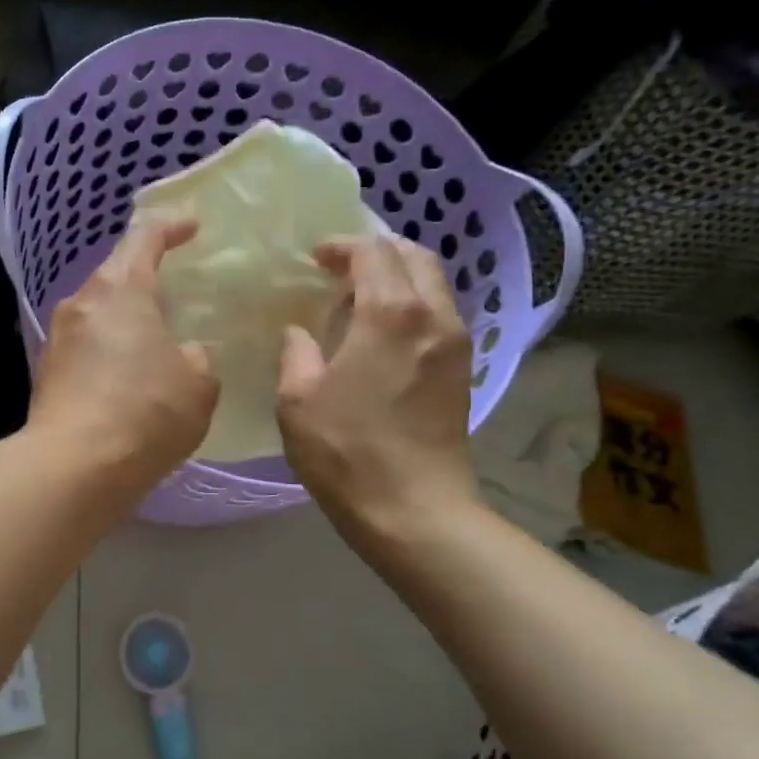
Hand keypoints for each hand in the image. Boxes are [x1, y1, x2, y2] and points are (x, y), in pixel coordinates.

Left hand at [28, 218, 218, 486]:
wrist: (74, 467)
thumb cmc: (146, 413)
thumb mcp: (199, 384)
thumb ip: (197, 357)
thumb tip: (182, 354)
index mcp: (121, 290)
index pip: (144, 238)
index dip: (171, 228)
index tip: (192, 227)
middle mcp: (82, 303)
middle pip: (115, 273)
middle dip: (145, 274)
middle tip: (176, 286)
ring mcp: (58, 337)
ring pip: (98, 310)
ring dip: (125, 315)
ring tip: (153, 334)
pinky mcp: (47, 372)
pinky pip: (86, 344)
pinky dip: (109, 347)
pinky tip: (127, 373)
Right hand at [276, 234, 478, 544]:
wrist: (415, 511)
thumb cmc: (347, 452)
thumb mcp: (298, 400)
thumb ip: (296, 353)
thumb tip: (299, 334)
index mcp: (390, 314)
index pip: (373, 252)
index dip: (342, 247)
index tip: (316, 259)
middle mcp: (433, 316)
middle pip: (413, 256)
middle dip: (376, 252)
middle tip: (340, 269)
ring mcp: (455, 343)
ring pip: (433, 284)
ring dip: (398, 277)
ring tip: (360, 299)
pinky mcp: (462, 370)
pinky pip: (440, 313)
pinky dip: (412, 304)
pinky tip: (383, 333)